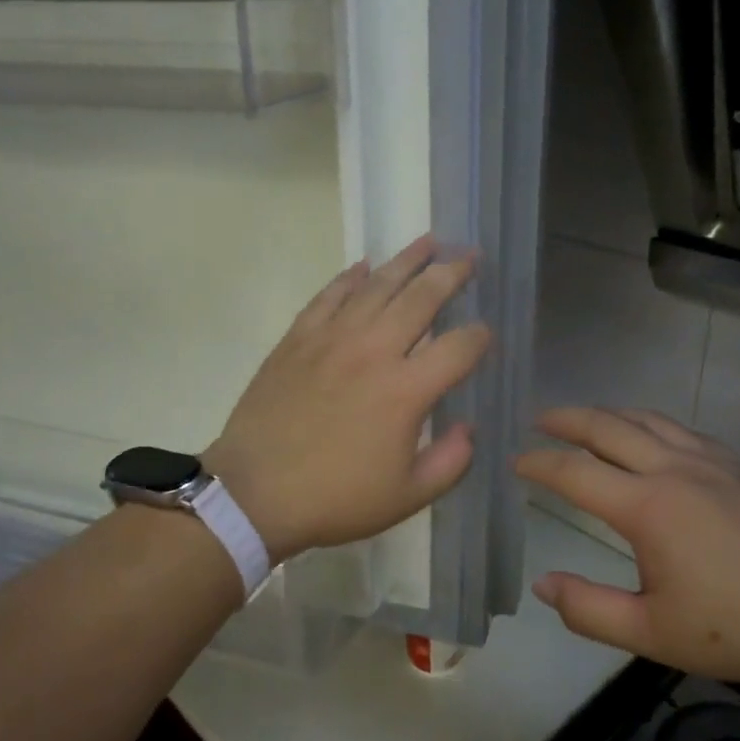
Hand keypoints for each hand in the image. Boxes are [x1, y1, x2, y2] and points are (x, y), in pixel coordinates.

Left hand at [204, 236, 490, 563]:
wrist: (254, 493)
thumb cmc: (335, 499)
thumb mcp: (407, 497)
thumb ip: (450, 462)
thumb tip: (468, 429)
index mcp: (406, 391)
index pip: (458, 348)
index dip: (480, 338)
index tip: (485, 336)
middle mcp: (373, 352)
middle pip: (421, 298)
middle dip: (451, 274)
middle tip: (469, 256)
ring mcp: (331, 340)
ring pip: (376, 286)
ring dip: (406, 260)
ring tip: (428, 241)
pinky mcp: (297, 339)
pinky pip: (328, 297)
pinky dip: (348, 278)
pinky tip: (363, 265)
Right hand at [515, 407, 739, 686]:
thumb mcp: (654, 634)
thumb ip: (589, 610)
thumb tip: (542, 584)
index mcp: (647, 506)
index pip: (575, 473)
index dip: (539, 464)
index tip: (515, 462)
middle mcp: (673, 469)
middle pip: (608, 428)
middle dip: (567, 420)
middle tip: (540, 419)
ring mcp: (711, 462)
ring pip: (647, 419)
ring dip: (608, 413)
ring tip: (586, 419)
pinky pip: (681, 429)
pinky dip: (649, 422)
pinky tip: (651, 436)